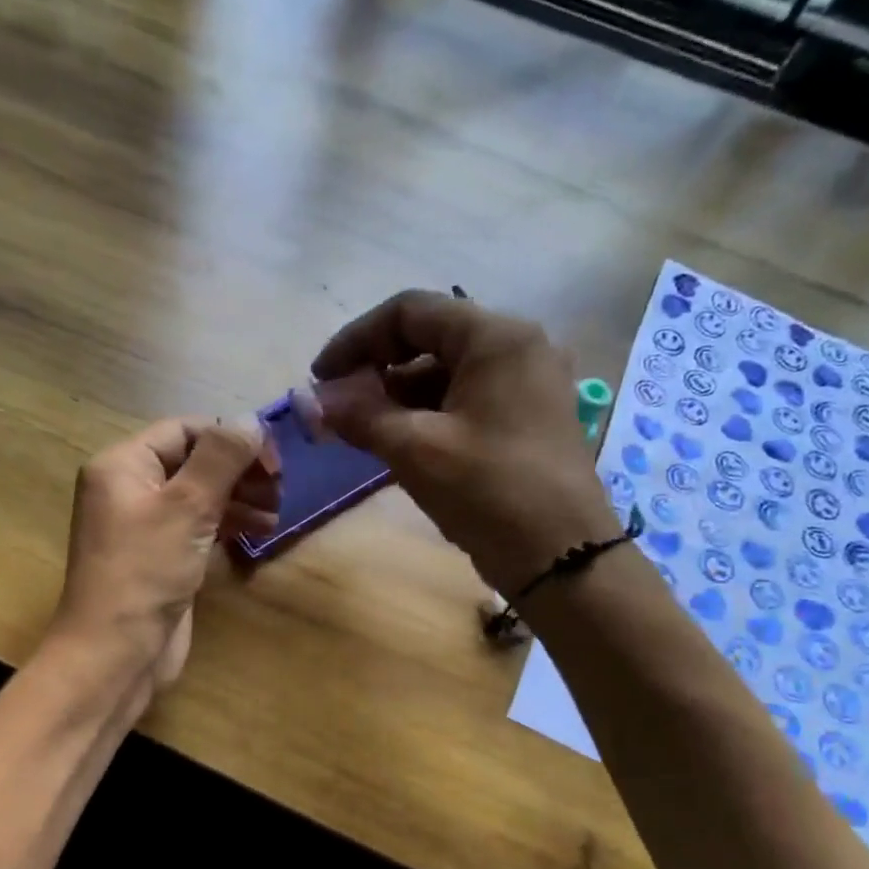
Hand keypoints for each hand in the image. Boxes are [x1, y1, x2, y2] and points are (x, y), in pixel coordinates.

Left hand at [48, 417, 279, 699]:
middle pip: (193, 463)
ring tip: (275, 514)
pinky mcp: (161, 558)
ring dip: (239, 499)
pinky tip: (260, 532)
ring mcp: (145, 527)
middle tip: (279, 489)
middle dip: (238, 472)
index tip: (272, 461)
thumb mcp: (187, 506)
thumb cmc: (146, 571)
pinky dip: (228, 525)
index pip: (183, 431)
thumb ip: (221, 459)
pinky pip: (197, 528)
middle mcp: (130, 489)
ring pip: (199, 497)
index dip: (230, 439)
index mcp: (122, 465)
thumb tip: (250, 420)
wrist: (115, 652)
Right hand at [310, 289, 619, 594]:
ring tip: (363, 432)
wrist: (560, 557)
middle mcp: (517, 347)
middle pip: (430, 337)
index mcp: (496, 337)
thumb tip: (308, 400)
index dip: (355, 339)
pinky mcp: (527, 417)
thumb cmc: (487, 491)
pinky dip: (427, 414)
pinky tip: (399, 444)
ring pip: (446, 371)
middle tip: (340, 407)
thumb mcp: (414, 450)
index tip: (320, 378)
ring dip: (398, 395)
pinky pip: (465, 398)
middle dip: (376, 369)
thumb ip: (358, 415)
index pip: (410, 311)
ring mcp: (527, 383)